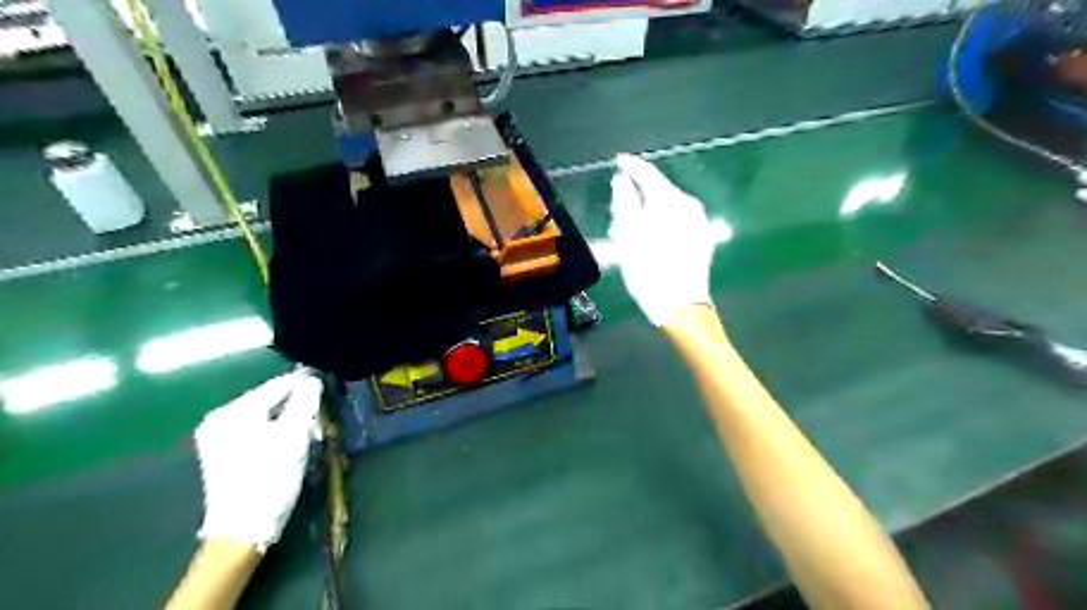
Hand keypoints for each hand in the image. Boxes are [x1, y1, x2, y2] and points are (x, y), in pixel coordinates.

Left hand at [196, 369, 322, 550]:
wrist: (242, 530)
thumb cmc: (270, 479)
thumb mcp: (294, 437)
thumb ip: (305, 403)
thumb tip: (312, 381)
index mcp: (233, 412)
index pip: (276, 386)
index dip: (304, 384)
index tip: (327, 385)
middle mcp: (219, 419)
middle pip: (270, 401)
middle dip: (298, 407)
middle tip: (320, 420)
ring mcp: (217, 437)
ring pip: (265, 416)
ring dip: (290, 421)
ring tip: (309, 434)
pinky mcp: (222, 453)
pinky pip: (256, 430)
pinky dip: (276, 432)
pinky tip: (290, 444)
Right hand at [608, 154, 718, 325]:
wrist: (679, 306)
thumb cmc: (649, 270)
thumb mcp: (629, 235)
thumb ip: (625, 202)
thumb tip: (623, 179)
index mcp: (673, 201)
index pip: (649, 174)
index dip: (631, 166)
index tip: (618, 160)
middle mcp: (690, 206)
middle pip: (659, 191)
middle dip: (637, 194)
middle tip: (617, 205)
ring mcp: (699, 223)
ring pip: (667, 207)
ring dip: (647, 211)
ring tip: (629, 227)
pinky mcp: (701, 239)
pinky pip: (676, 221)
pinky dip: (659, 222)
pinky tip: (648, 237)